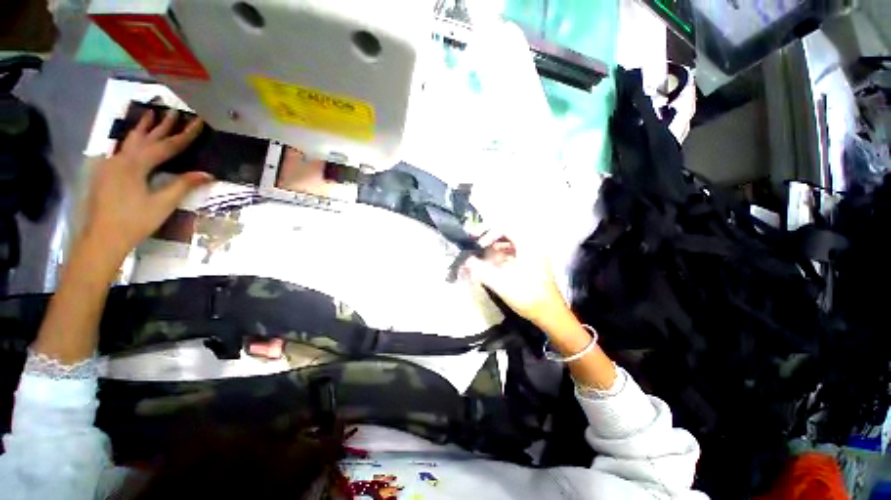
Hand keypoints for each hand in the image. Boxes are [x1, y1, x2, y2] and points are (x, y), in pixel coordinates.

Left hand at [82, 110, 211, 262]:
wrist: (102, 238)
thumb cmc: (134, 221)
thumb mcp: (162, 204)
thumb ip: (183, 186)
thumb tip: (207, 174)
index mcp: (136, 165)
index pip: (167, 146)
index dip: (185, 135)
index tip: (198, 123)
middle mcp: (121, 159)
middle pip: (146, 137)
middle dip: (161, 124)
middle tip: (173, 111)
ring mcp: (111, 165)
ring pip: (130, 141)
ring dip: (143, 128)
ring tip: (150, 114)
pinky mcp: (106, 173)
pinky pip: (121, 150)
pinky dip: (131, 141)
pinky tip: (132, 140)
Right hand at [463, 237, 569, 326]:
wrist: (550, 314)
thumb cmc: (527, 296)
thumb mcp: (501, 283)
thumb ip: (481, 270)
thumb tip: (467, 261)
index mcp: (528, 246)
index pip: (505, 228)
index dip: (489, 234)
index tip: (478, 245)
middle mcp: (533, 246)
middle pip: (509, 235)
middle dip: (492, 241)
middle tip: (479, 249)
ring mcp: (535, 255)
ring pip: (513, 245)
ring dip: (497, 249)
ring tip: (485, 258)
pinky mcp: (535, 265)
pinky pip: (517, 253)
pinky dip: (504, 256)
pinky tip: (496, 266)